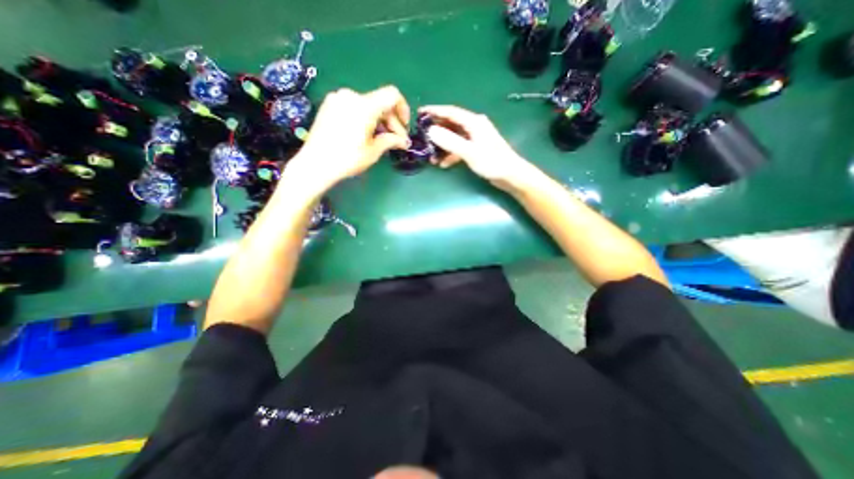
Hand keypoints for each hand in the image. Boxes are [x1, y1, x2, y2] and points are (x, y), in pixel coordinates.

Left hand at [284, 84, 411, 192]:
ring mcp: (338, 99)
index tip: (404, 127)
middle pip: (380, 102)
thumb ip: (391, 140)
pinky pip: (354, 107)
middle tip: (396, 141)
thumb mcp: (373, 151)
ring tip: (380, 140)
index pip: (392, 95)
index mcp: (364, 106)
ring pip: (368, 105)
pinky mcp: (329, 105)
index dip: (403, 109)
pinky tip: (365, 134)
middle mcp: (351, 96)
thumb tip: (404, 141)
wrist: (315, 164)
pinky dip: (365, 118)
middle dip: (391, 121)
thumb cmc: (347, 159)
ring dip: (378, 121)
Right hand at [423, 105, 535, 189]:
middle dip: (436, 129)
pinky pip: (459, 148)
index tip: (420, 112)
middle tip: (421, 135)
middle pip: (451, 124)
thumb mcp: (470, 152)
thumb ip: (451, 141)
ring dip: (443, 145)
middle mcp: (474, 127)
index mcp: (474, 122)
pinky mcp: (476, 149)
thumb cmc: (492, 162)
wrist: (511, 175)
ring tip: (430, 155)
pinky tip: (444, 164)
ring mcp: (476, 138)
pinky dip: (451, 154)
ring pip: (454, 138)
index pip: (451, 112)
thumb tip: (431, 131)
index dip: (435, 111)